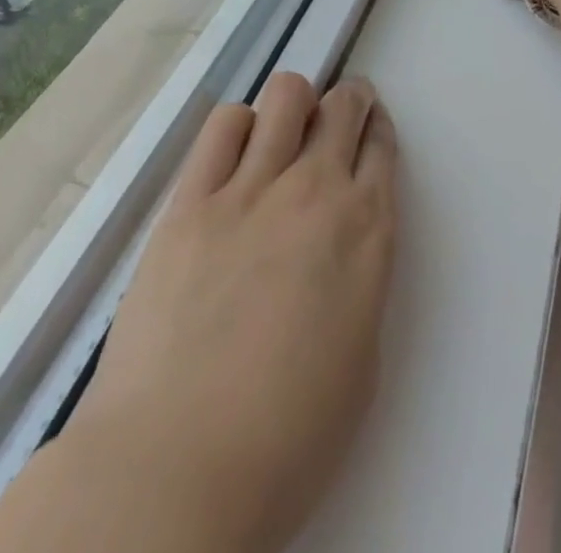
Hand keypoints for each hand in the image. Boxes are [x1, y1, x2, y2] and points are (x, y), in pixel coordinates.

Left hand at [60, 73, 398, 552]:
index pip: (381, 148)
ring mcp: (249, 187)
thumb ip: (359, 279)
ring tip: (285, 128)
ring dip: (295, 103)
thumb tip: (340, 244)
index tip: (368, 131)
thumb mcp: (360, 360)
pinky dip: (238, 126)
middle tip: (337, 116)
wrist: (179, 465)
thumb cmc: (286, 439)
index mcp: (366, 232)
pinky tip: (235, 152)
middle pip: (342, 106)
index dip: (376, 130)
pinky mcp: (191, 197)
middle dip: (347, 101)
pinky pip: (222, 125)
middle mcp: (314, 190)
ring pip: (286, 95)